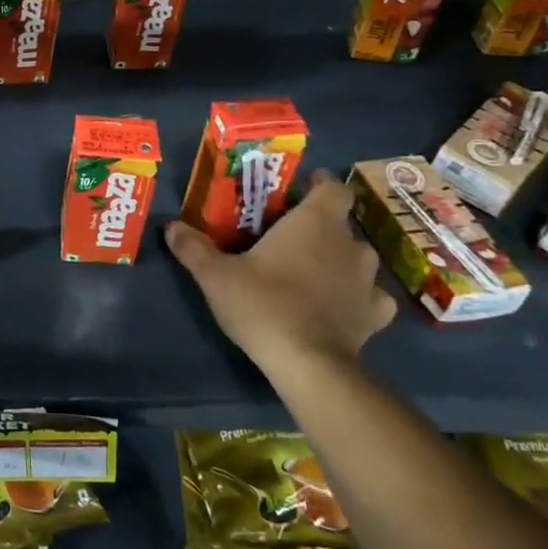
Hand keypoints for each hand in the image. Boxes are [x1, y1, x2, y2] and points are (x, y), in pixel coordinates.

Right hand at [164, 170, 393, 374]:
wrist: (308, 363)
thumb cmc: (263, 303)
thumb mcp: (215, 274)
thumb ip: (193, 247)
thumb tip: (172, 226)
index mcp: (315, 222)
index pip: (333, 188)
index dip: (320, 185)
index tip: (300, 190)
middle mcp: (349, 244)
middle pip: (341, 224)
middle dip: (321, 227)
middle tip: (291, 238)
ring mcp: (367, 281)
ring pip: (358, 259)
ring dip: (340, 261)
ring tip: (313, 273)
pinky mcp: (375, 316)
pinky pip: (372, 297)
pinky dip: (359, 298)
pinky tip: (341, 307)